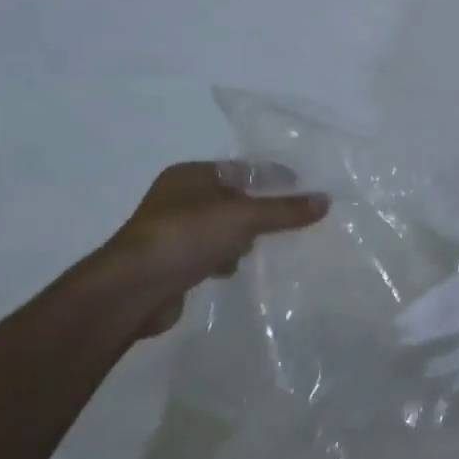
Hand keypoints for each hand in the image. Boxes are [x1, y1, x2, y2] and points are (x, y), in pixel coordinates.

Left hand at [103, 161, 329, 336]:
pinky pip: (210, 254)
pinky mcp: (171, 263)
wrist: (132, 290)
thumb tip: (326, 200)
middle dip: (260, 211)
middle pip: (233, 199)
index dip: (273, 177)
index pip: (242, 169)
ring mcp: (172, 232)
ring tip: (264, 248)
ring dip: (242, 239)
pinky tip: (234, 270)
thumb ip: (285, 210)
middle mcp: (179, 198)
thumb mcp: (244, 217)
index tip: (303, 190)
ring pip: (222, 228)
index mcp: (191, 175)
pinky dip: (224, 260)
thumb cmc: (187, 237)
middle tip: (291, 222)